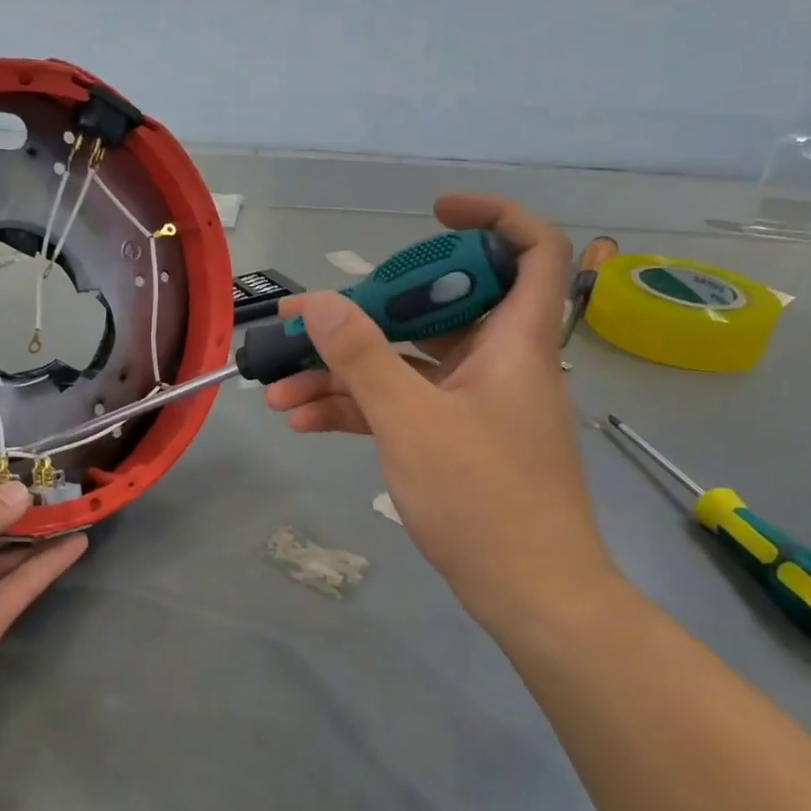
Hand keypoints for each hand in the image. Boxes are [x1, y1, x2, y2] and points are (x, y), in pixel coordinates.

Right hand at [265, 194, 618, 633]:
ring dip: (344, 371)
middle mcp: (500, 361)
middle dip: (365, 313)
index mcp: (516, 341)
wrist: (531, 596)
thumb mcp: (411, 420)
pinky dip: (358, 408)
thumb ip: (362, 356)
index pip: (530, 249)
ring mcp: (476, 403)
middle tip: (307, 320)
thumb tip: (318, 301)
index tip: (431, 214)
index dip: (490, 217)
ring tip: (279, 387)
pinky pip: (404, 406)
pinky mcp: (456, 440)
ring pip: (408, 364)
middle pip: (438, 308)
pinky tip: (303, 420)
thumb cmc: (484, 498)